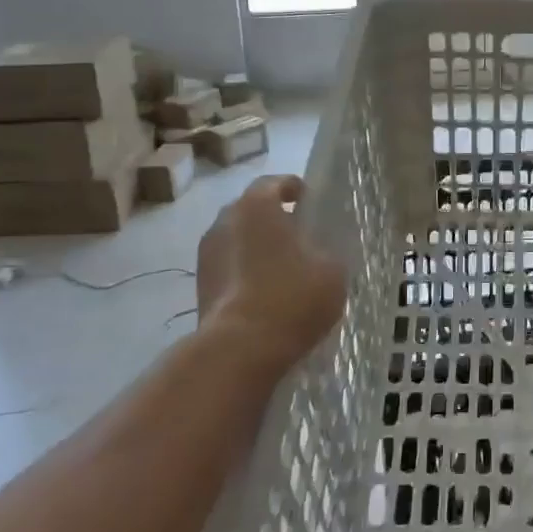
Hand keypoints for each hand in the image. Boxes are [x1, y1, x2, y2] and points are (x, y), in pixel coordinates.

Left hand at [192, 174, 345, 379]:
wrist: (241, 349)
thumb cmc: (292, 296)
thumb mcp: (332, 269)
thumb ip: (326, 251)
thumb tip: (318, 253)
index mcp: (256, 206)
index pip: (274, 183)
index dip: (293, 189)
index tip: (309, 201)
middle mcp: (225, 221)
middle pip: (251, 210)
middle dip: (273, 219)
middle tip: (299, 236)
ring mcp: (206, 255)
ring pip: (237, 240)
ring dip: (257, 247)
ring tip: (283, 268)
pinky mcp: (200, 287)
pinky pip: (229, 267)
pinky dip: (246, 272)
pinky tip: (267, 292)